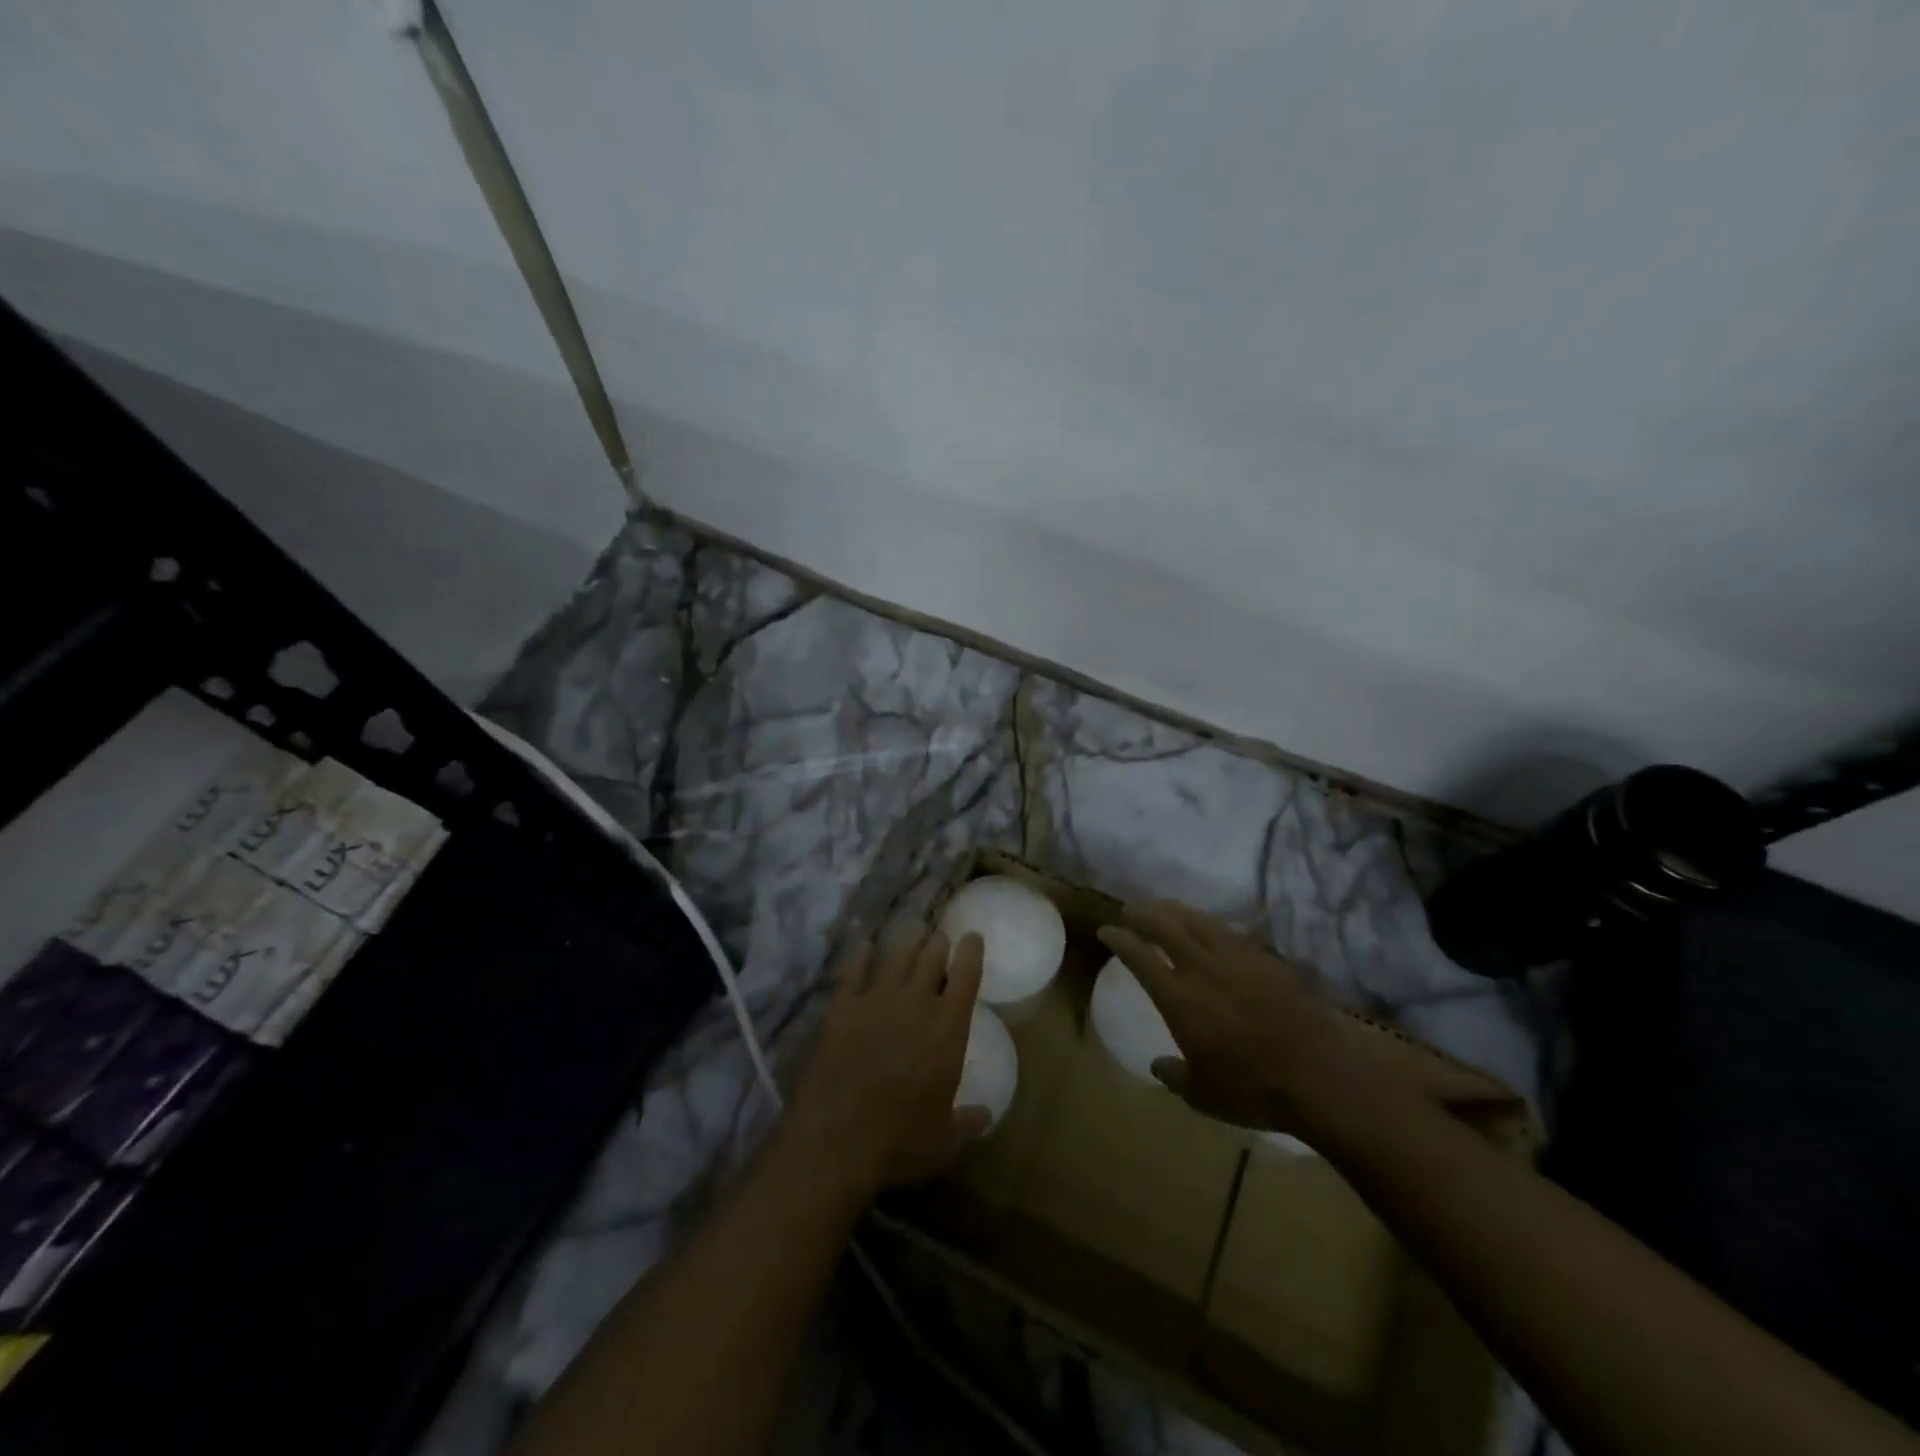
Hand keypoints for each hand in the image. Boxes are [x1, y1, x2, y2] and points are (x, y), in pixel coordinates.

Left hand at [785, 925, 990, 1203]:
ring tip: (913, 931)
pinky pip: (854, 970)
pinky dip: (860, 955)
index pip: (966, 974)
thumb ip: (967, 1123)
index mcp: (948, 1026)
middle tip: (940, 936)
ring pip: (897, 955)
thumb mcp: (945, 1140)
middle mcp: (916, 1001)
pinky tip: (863, 945)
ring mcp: (876, 999)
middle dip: (938, 942)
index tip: (972, 936)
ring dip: (908, 941)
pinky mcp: (842, 1007)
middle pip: (931, 955)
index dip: (971, 951)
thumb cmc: (900, 1140)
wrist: (837, 1137)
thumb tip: (984, 1115)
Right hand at [1098, 900, 1334, 1131]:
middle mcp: (1202, 968)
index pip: (1140, 957)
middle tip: (1131, 909)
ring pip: (1199, 921)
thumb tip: (1158, 1065)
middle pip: (1166, 926)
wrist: (1319, 1074)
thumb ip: (1175, 1076)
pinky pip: (1231, 932)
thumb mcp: (1203, 1095)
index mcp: (1178, 997)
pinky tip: (1211, 928)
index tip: (1107, 930)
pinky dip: (1211, 925)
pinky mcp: (1267, 960)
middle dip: (1144, 913)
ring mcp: (1237, 959)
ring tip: (1165, 908)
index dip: (1120, 939)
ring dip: (1176, 911)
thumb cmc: (1253, 1089)